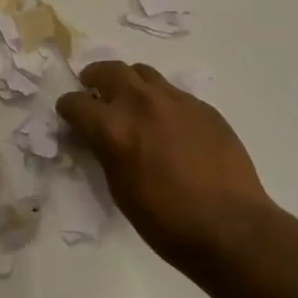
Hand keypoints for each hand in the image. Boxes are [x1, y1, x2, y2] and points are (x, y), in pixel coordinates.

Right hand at [57, 62, 280, 270]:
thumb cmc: (165, 220)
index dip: (68, 109)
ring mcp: (176, 100)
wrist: (229, 226)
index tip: (69, 115)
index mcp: (113, 127)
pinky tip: (167, 123)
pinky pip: (173, 92)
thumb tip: (99, 137)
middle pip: (109, 70)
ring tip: (130, 100)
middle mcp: (141, 103)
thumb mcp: (119, 188)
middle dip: (95, 77)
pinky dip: (160, 100)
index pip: (76, 103)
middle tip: (93, 89)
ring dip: (129, 82)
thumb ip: (105, 152)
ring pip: (143, 73)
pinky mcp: (202, 106)